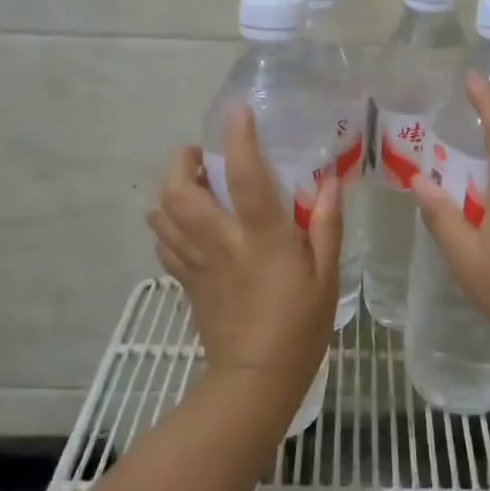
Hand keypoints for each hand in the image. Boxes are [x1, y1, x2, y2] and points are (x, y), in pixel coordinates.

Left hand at [147, 106, 343, 410]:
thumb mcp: (326, 276)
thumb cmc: (299, 326)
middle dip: (180, 162)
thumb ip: (325, 226)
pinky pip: (162, 243)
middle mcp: (220, 242)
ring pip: (160, 214)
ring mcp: (196, 262)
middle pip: (178, 191)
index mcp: (261, 238)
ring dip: (169, 190)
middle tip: (200, 156)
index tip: (237, 111)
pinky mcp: (184, 281)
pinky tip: (189, 225)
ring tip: (192, 185)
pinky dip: (167, 224)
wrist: (255, 379)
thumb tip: (329, 182)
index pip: (243, 177)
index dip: (238, 139)